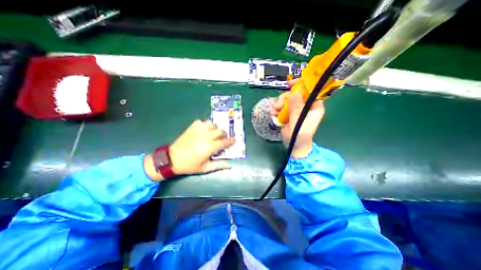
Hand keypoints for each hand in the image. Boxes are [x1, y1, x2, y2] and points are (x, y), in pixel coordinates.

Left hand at [145, 119, 235, 180]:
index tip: (234, 140)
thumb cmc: (189, 165)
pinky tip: (204, 130)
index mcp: (210, 147)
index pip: (225, 142)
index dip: (231, 141)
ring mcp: (198, 131)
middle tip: (223, 139)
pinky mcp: (192, 128)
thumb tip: (229, 165)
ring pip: (212, 124)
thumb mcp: (205, 168)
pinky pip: (201, 122)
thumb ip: (218, 165)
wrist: (172, 159)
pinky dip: (205, 125)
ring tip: (214, 133)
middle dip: (224, 134)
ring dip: (215, 128)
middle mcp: (206, 136)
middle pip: (220, 131)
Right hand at [269, 81, 324, 157]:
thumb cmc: (300, 136)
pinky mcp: (288, 113)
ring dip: (278, 105)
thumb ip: (297, 108)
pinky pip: (281, 107)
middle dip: (284, 98)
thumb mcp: (299, 122)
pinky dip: (276, 110)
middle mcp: (305, 106)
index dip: (301, 85)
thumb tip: (295, 93)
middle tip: (277, 106)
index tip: (290, 84)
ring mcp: (295, 110)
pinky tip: (273, 114)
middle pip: (294, 94)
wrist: (294, 146)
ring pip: (285, 100)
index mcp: (314, 106)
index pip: (310, 91)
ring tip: (274, 112)